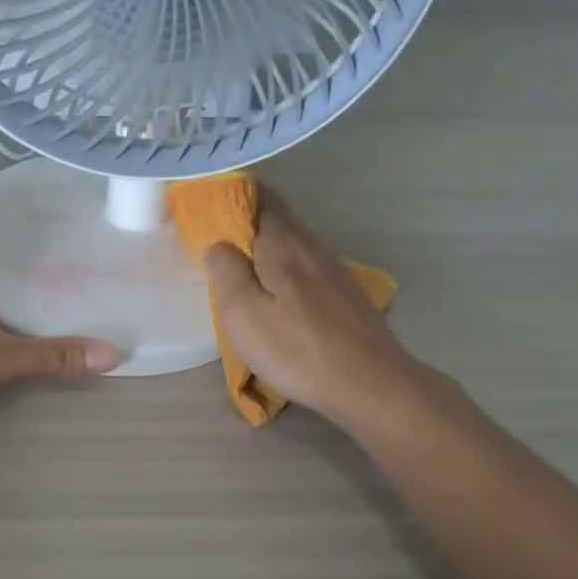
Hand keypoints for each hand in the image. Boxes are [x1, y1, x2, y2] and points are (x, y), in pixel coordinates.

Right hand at [203, 192, 419, 427]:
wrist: (369, 383)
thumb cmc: (296, 347)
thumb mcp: (242, 311)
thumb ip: (226, 269)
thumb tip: (219, 245)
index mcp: (282, 241)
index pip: (259, 196)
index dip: (232, 196)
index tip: (207, 212)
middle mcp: (311, 244)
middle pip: (277, 216)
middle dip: (246, 222)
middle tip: (218, 245)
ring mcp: (334, 268)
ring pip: (293, 243)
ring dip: (266, 248)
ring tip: (243, 272)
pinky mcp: (346, 293)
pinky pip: (307, 266)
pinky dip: (285, 269)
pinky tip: (279, 296)